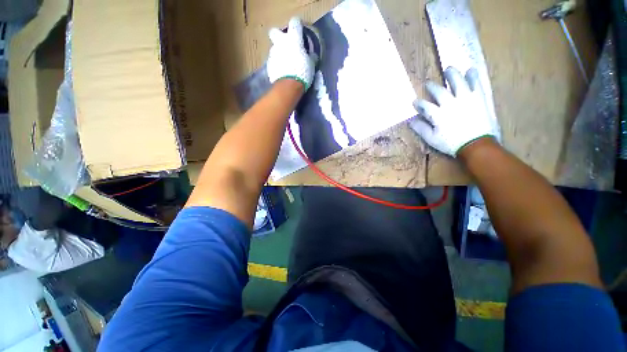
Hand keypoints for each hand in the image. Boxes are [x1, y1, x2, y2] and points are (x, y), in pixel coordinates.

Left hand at [267, 17, 315, 90]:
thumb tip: (312, 56)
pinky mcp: (269, 65)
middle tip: (286, 45)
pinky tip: (282, 72)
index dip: (297, 25)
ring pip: (274, 49)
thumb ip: (310, 57)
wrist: (288, 86)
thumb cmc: (302, 72)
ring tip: (286, 64)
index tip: (300, 30)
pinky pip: (273, 62)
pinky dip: (277, 65)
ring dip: (279, 54)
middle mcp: (280, 42)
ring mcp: (273, 53)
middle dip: (279, 36)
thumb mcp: (311, 65)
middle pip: (275, 32)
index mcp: (293, 39)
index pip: (294, 23)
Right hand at [409, 67, 500, 156]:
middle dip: (431, 86)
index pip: (424, 105)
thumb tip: (411, 121)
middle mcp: (450, 103)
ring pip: (457, 82)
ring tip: (449, 69)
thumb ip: (421, 129)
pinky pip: (476, 84)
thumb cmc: (452, 143)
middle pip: (438, 91)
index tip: (415, 102)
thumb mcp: (432, 139)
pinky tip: (471, 70)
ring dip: (452, 74)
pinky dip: (473, 76)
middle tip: (427, 83)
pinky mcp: (478, 98)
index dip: (418, 103)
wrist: (476, 144)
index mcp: (437, 114)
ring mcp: (465, 98)